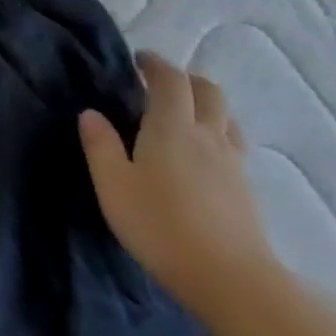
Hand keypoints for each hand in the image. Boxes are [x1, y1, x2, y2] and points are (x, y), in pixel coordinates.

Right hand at [78, 53, 278, 317]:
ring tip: (183, 113)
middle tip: (160, 82)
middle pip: (207, 91)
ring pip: (225, 116)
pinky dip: (216, 130)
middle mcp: (207, 135)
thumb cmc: (158, 224)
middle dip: (185, 78)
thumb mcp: (113, 185)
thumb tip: (90, 113)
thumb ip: (100, 145)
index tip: (139, 59)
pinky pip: (232, 141)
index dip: (156, 65)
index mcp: (171, 127)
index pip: (170, 81)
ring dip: (205, 103)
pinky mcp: (244, 186)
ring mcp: (232, 161)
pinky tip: (203, 152)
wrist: (228, 275)